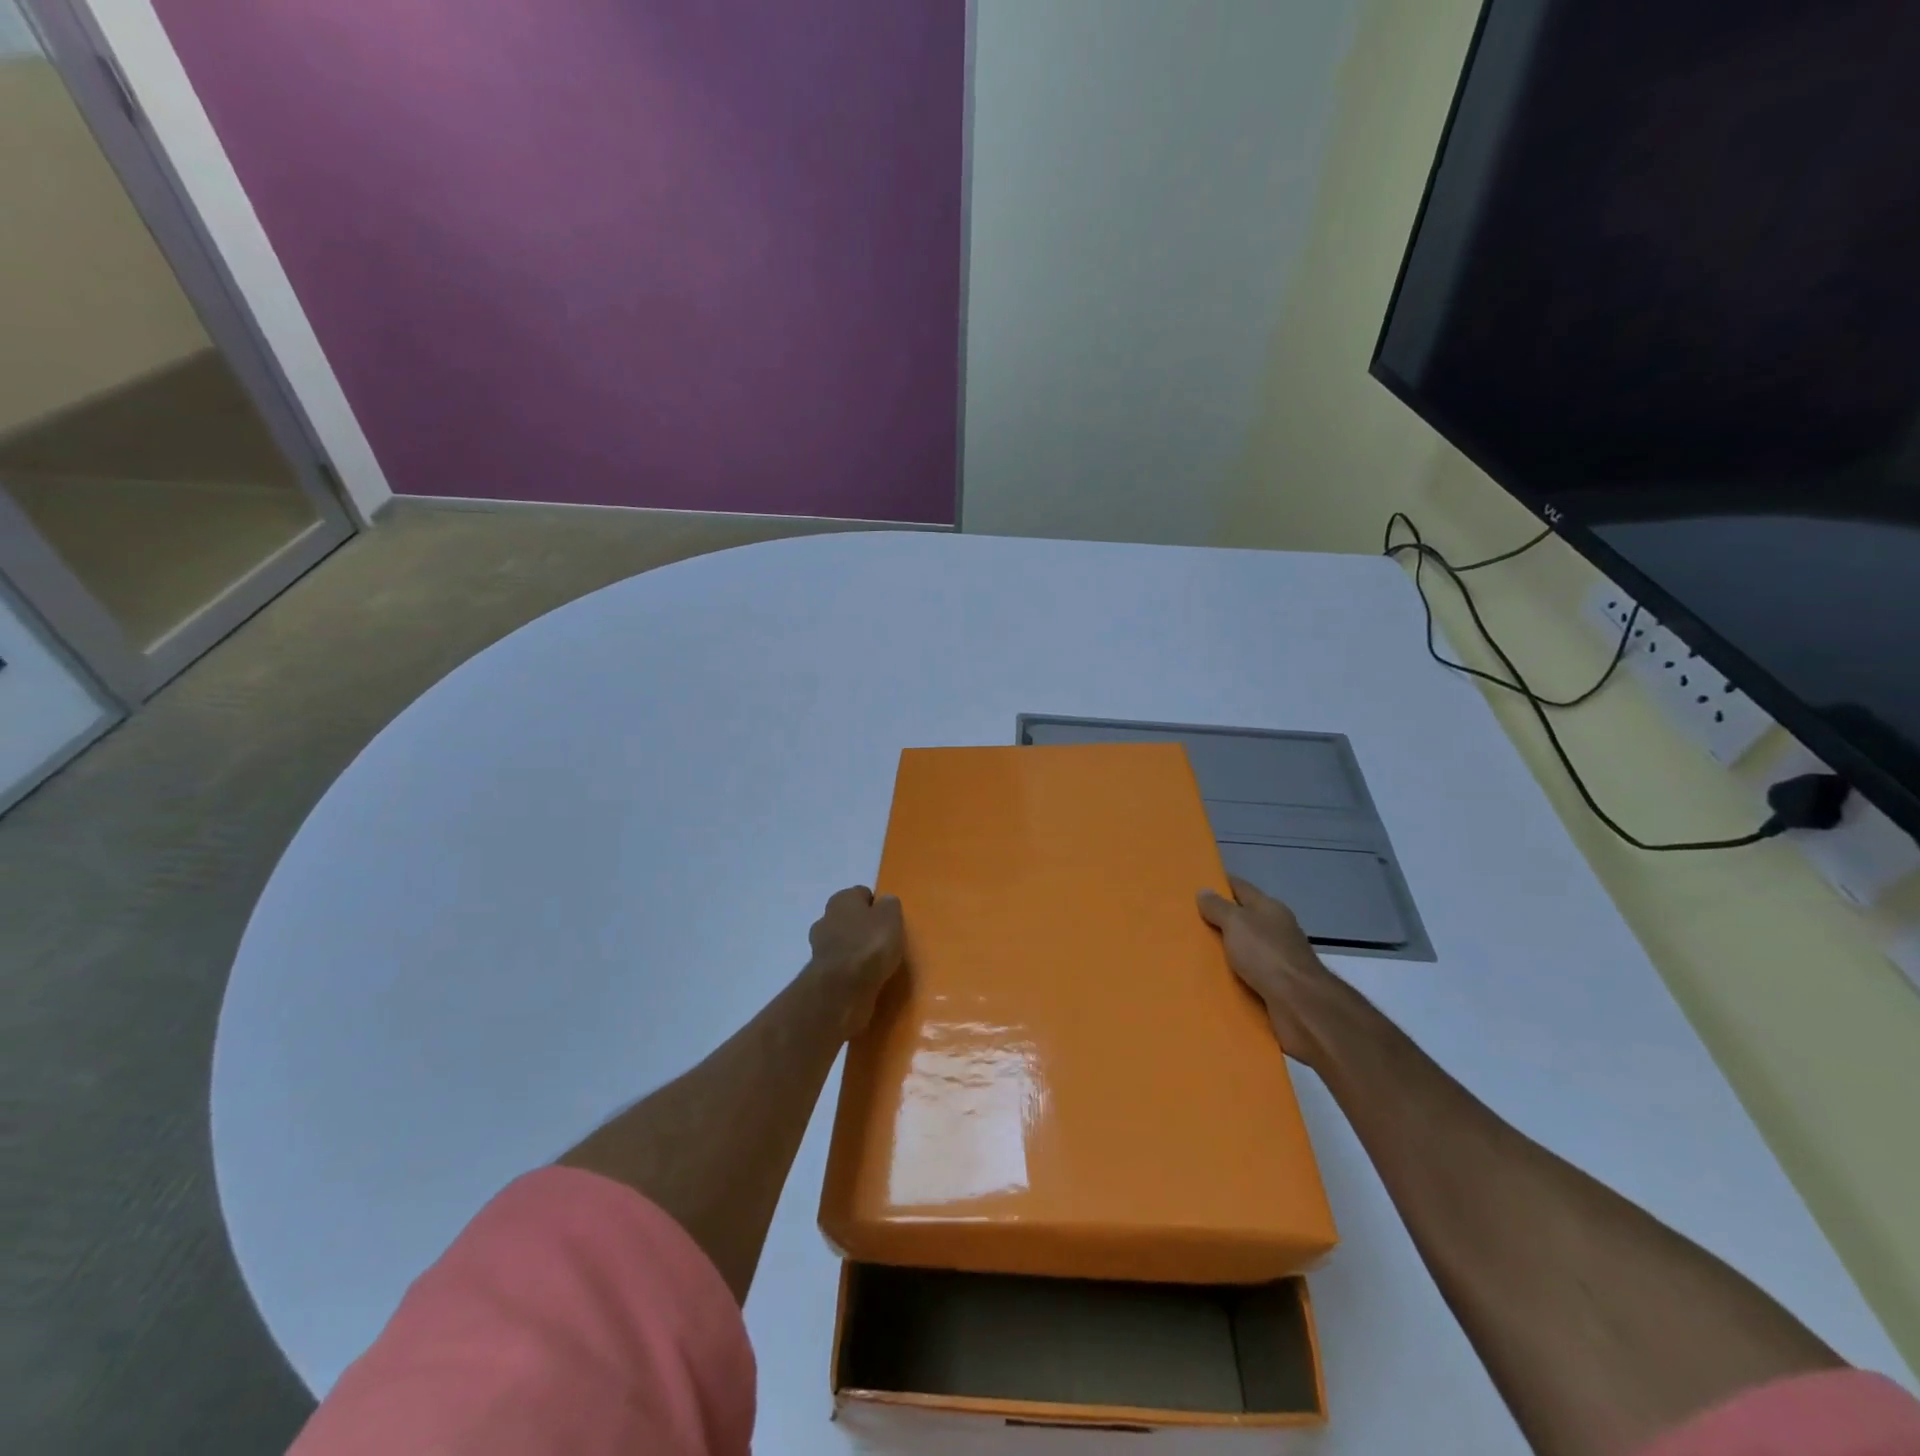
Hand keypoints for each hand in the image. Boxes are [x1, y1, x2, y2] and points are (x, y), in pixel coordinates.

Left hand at [807, 886, 905, 1036]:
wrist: (842, 987)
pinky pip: (840, 964)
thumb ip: (889, 906)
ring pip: (842, 941)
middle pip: (849, 918)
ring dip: (854, 949)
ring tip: (875, 962)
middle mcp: (826, 917)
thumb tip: (886, 902)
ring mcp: (819, 946)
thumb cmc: (869, 944)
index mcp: (842, 899)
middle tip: (882, 941)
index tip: (889, 920)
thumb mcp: (891, 918)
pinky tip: (864, 977)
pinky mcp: (820, 972)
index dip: (876, 905)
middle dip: (862, 927)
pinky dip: (850, 968)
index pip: (862, 894)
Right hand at [1198, 876, 1349, 1069]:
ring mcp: (1278, 959)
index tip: (1194, 885)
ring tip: (1191, 952)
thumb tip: (1204, 891)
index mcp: (1269, 909)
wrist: (1300, 1005)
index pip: (1240, 888)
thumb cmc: (1266, 955)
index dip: (1219, 884)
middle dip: (1217, 919)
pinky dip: (1231, 975)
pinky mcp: (1276, 986)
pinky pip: (1247, 975)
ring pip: (1243, 948)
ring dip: (1223, 950)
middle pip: (1242, 918)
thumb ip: (1219, 907)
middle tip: (1185, 921)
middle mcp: (1276, 930)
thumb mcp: (1236, 923)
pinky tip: (1211, 979)